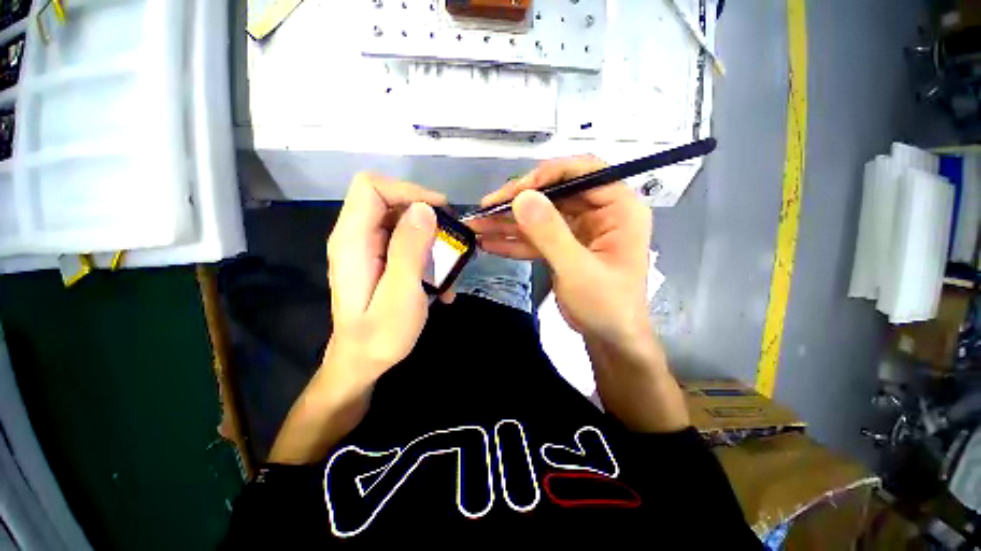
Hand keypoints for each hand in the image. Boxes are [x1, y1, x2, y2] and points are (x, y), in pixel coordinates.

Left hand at [327, 172, 450, 384]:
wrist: (363, 362)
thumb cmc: (380, 335)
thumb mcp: (401, 294)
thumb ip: (409, 250)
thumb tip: (424, 209)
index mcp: (352, 240)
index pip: (371, 187)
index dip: (408, 190)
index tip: (440, 211)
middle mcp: (356, 237)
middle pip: (390, 201)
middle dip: (426, 216)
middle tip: (452, 240)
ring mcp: (369, 249)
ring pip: (404, 222)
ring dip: (432, 241)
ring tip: (450, 269)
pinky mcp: (381, 260)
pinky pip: (407, 244)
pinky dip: (428, 256)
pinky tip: (441, 284)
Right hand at [471, 157, 687, 432]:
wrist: (609, 339)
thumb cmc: (606, 306)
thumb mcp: (577, 270)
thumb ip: (550, 233)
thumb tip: (521, 197)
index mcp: (619, 209)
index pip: (585, 171)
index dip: (549, 173)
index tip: (516, 190)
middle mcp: (599, 212)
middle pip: (555, 193)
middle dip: (518, 202)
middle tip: (486, 209)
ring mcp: (579, 229)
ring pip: (540, 215)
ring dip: (509, 222)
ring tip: (477, 226)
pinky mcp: (564, 245)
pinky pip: (537, 237)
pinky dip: (514, 240)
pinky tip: (489, 242)